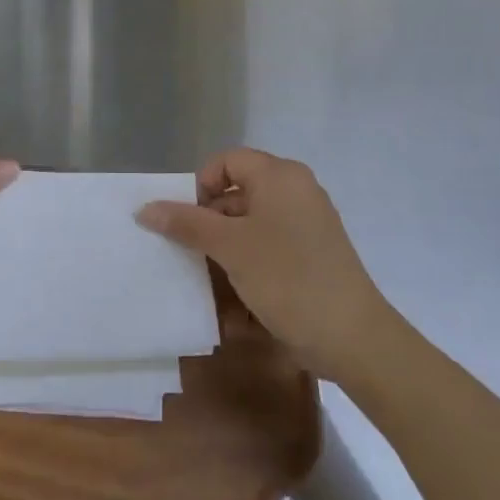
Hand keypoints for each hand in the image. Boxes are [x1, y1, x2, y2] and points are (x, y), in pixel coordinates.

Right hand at [137, 150, 386, 379]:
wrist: (354, 338)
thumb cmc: (287, 278)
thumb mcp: (230, 248)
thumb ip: (186, 223)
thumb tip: (145, 209)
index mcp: (279, 176)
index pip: (226, 161)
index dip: (200, 185)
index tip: (188, 222)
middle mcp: (296, 189)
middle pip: (238, 190)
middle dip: (210, 220)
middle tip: (194, 252)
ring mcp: (309, 221)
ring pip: (253, 220)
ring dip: (227, 244)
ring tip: (212, 277)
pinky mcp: (314, 251)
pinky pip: (271, 242)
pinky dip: (250, 258)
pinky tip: (239, 292)